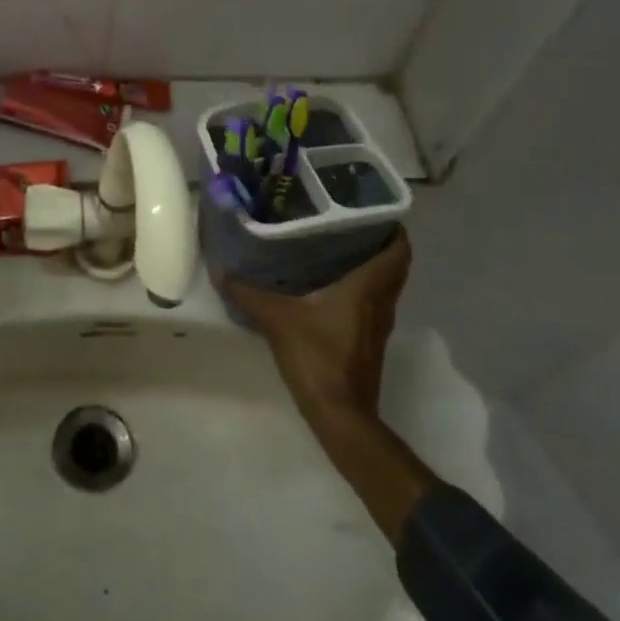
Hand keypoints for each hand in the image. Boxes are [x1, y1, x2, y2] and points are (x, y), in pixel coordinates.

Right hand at [220, 230, 411, 412]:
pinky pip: (371, 300)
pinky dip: (357, 285)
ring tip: (331, 243)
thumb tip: (220, 269)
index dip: (392, 226)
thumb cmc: (317, 357)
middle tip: (342, 219)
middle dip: (375, 239)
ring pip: (383, 283)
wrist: (340, 414)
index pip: (398, 249)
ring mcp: (378, 323)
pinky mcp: (368, 338)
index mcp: (368, 287)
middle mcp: (381, 301)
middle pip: (393, 263)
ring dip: (367, 263)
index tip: (369, 206)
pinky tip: (325, 282)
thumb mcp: (276, 319)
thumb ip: (247, 292)